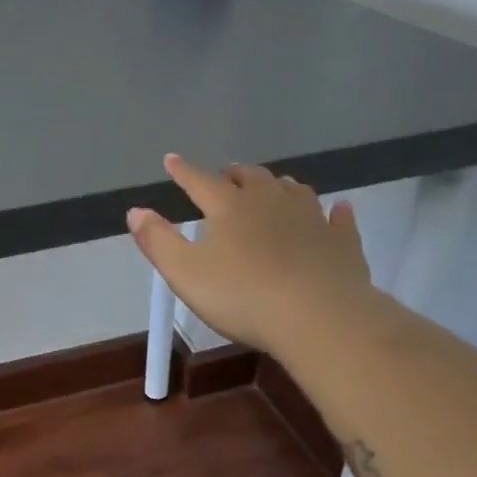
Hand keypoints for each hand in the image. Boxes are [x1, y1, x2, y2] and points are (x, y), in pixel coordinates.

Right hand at [127, 154, 377, 358]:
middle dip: (235, 175)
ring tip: (273, 187)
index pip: (200, 181)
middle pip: (251, 178)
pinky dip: (333, 212)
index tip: (171, 160)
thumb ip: (158, 241)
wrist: (318, 316)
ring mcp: (311, 218)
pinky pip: (337, 218)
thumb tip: (135, 211)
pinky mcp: (341, 241)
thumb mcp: (184, 273)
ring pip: (293, 191)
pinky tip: (338, 209)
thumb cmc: (242, 295)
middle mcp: (271, 201)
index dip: (183, 171)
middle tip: (226, 176)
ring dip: (278, 186)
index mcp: (230, 207)